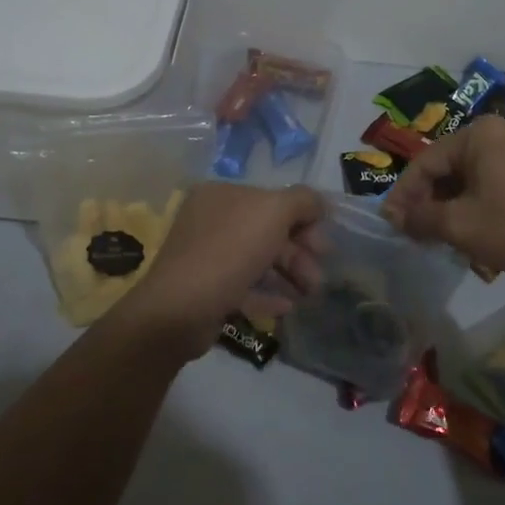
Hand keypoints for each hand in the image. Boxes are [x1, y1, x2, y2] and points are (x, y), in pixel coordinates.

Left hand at [109, 183, 326, 358]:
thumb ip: (303, 201)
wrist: (180, 310)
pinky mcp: (205, 289)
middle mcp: (210, 220)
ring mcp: (205, 255)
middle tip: (319, 277)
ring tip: (309, 295)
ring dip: (289, 275)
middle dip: (299, 253)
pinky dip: (267, 294)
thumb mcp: (274, 212)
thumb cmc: (229, 251)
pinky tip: (287, 307)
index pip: (273, 200)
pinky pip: (244, 286)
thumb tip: (320, 203)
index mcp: (222, 194)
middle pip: (267, 231)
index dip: (304, 220)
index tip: (324, 246)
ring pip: (258, 260)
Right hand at [382, 115, 504, 275]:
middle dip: (429, 204)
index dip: (404, 195)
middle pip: (448, 170)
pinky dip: (477, 208)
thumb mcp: (460, 225)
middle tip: (416, 234)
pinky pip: (492, 185)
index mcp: (477, 135)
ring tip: (441, 240)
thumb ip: (421, 218)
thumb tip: (396, 217)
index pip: (425, 163)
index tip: (391, 224)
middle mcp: (498, 134)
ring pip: (470, 181)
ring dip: (452, 210)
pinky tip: (473, 237)